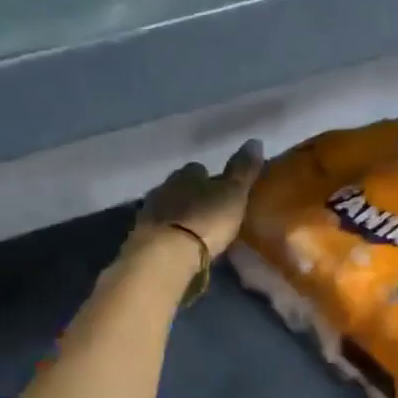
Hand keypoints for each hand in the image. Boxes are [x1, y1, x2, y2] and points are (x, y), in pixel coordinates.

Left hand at [133, 139, 264, 258]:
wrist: (165, 256)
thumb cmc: (205, 220)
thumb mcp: (233, 194)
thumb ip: (243, 170)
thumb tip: (255, 141)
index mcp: (187, 173)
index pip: (199, 169)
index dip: (211, 179)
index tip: (222, 191)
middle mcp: (165, 186)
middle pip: (181, 187)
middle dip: (194, 196)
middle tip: (211, 211)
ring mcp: (149, 212)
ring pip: (168, 207)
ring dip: (180, 215)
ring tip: (196, 230)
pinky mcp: (141, 236)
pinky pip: (160, 229)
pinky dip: (170, 234)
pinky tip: (180, 245)